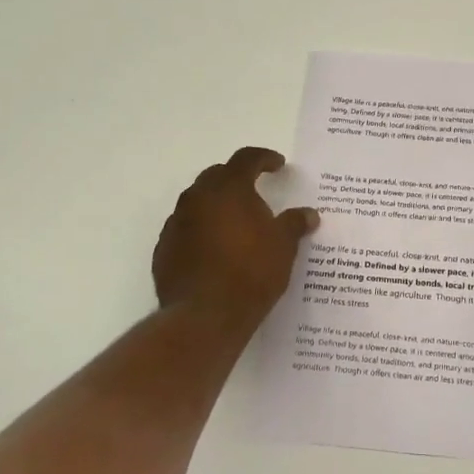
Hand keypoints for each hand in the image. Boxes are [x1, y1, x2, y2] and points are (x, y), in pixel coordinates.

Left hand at [153, 147, 318, 330]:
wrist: (205, 316)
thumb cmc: (251, 273)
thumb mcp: (283, 246)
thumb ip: (295, 224)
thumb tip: (309, 214)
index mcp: (229, 189)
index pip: (246, 158)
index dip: (264, 158)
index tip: (278, 165)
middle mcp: (197, 198)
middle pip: (217, 176)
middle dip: (237, 179)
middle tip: (256, 191)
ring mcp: (176, 223)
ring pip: (198, 202)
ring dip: (217, 206)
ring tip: (236, 224)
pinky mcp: (164, 249)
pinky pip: (186, 229)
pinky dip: (202, 231)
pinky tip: (216, 250)